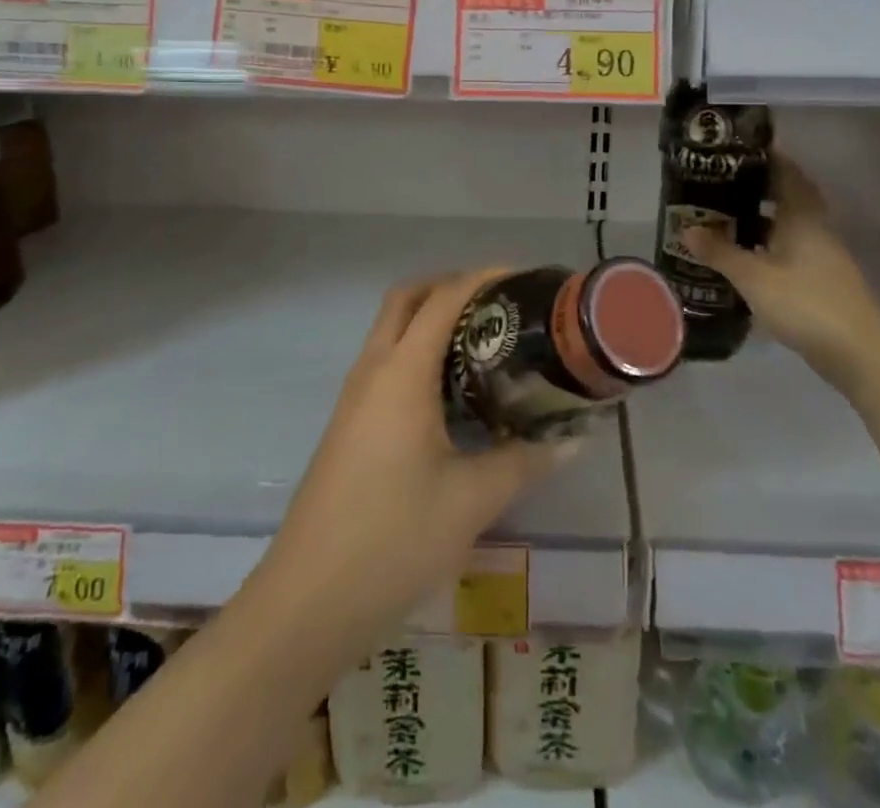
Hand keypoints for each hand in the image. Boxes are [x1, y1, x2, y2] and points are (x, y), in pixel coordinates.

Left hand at [252, 271, 573, 659]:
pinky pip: (386, 362)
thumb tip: (572, 438)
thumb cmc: (393, 539)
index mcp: (401, 373)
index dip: (483, 277)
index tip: (524, 278)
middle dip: (451, 286)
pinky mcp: (349, 424)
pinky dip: (419, 351)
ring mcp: (354, 398)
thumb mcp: (472, 500)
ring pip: (392, 330)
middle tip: (500, 304)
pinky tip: (453, 392)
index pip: (443, 298)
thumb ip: (524, 461)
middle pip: (407, 299)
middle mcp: (373, 371)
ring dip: (432, 318)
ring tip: (485, 341)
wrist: (307, 602)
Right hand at [682, 155, 879, 385]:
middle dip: (758, 186)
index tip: (737, 147)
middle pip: (788, 195)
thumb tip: (687, 229)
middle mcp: (815, 227)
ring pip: (788, 223)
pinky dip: (768, 243)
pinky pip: (790, 246)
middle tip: (721, 181)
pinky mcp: (821, 278)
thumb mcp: (754, 278)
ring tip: (724, 214)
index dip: (766, 156)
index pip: (786, 172)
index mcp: (802, 216)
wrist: (859, 353)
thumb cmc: (805, 304)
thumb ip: (720, 252)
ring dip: (761, 216)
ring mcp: (822, 253)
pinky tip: (746, 254)